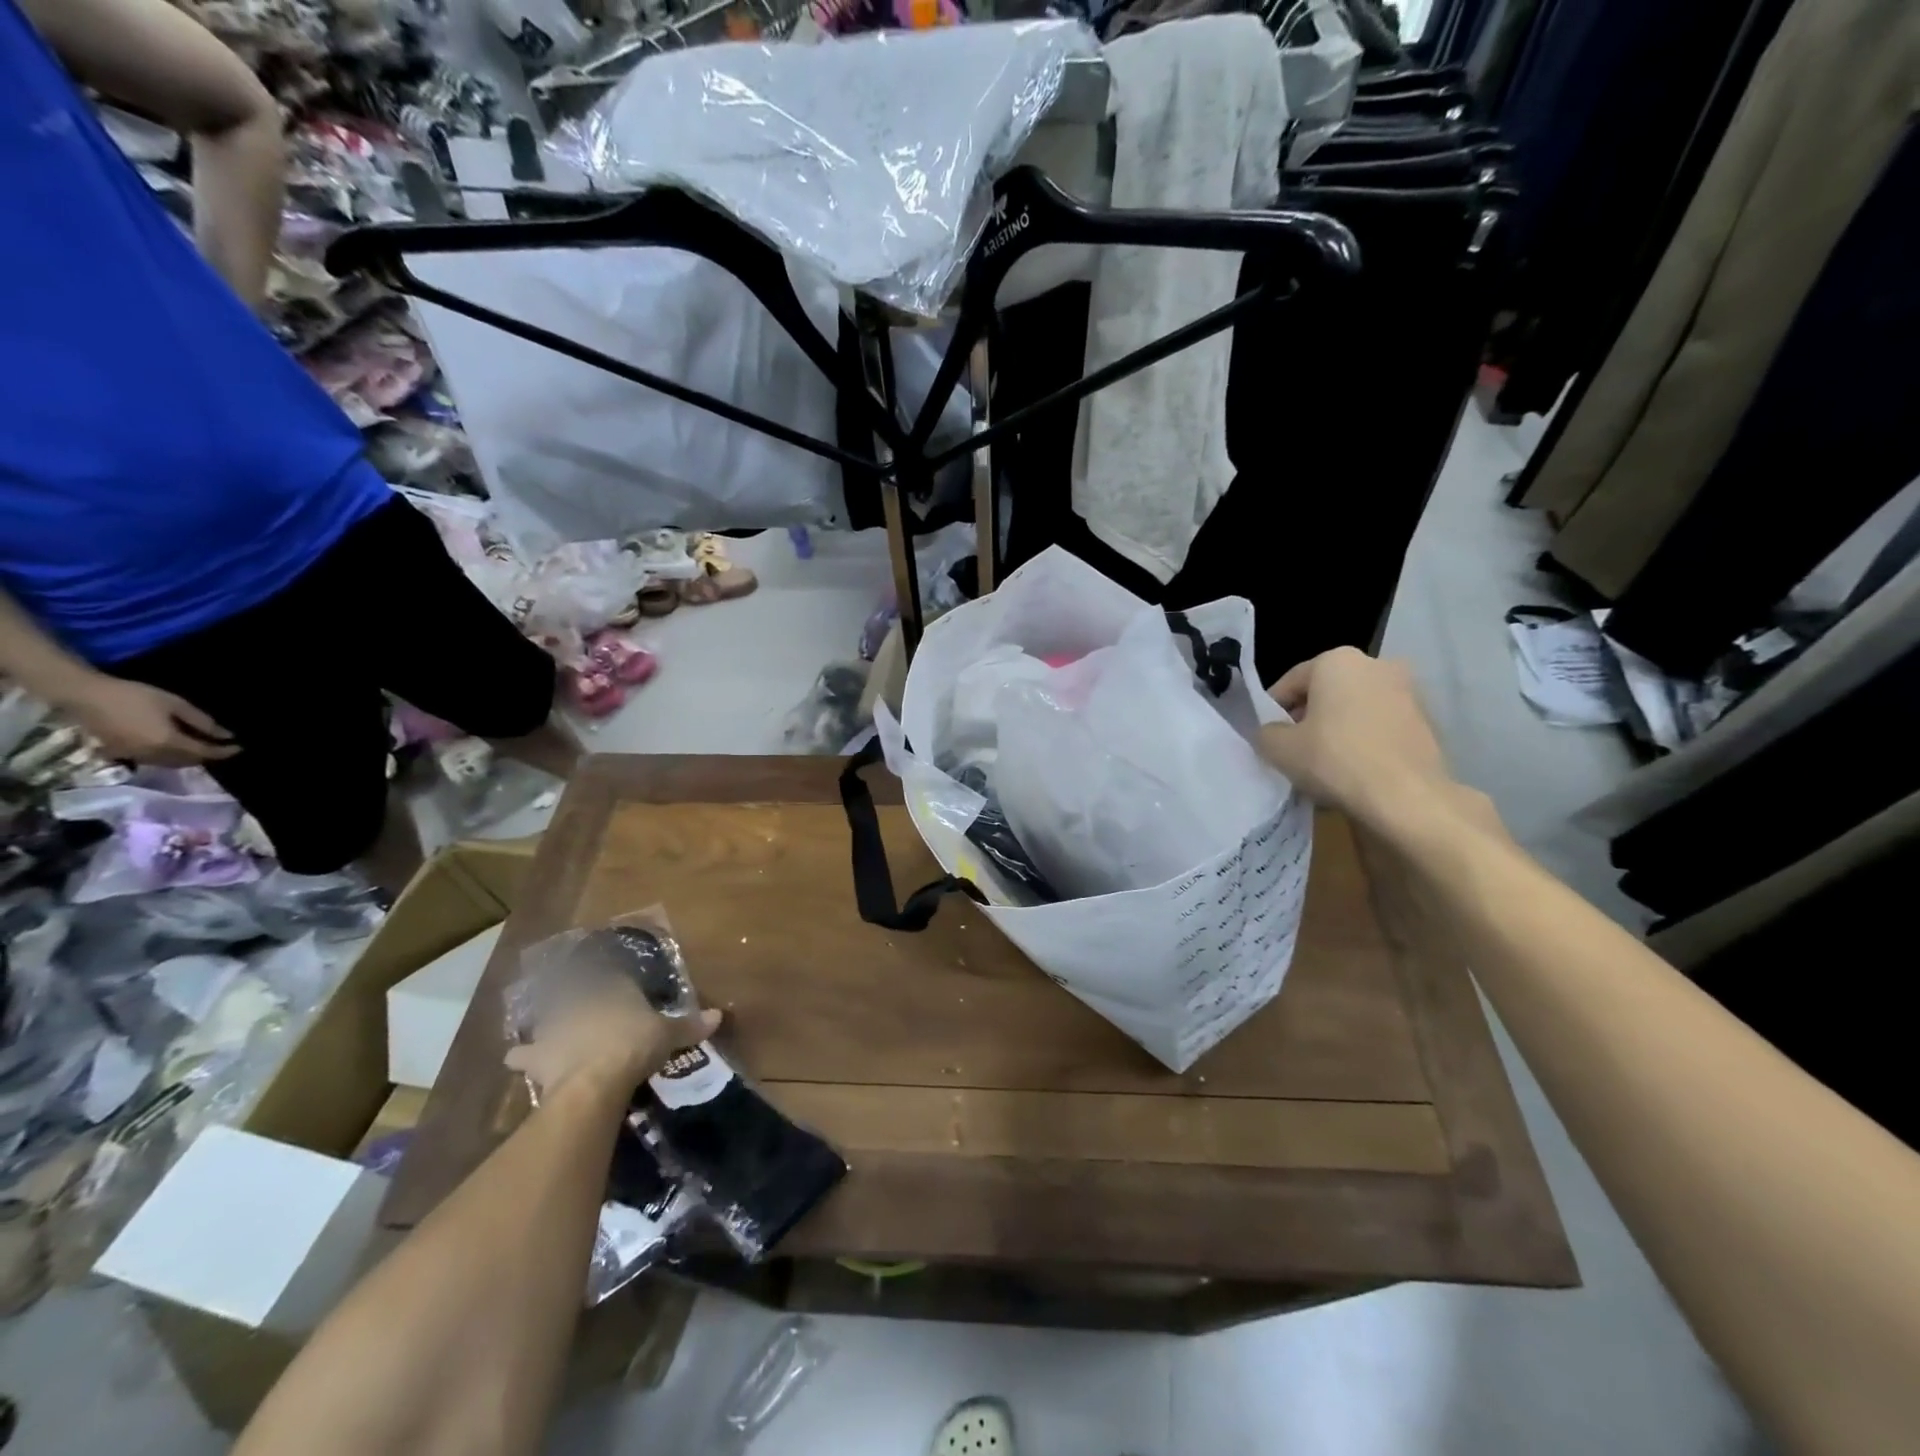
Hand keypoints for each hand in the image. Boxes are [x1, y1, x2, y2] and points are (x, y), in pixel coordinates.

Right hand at [61, 673, 238, 764]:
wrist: (83, 696)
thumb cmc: (133, 696)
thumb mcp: (175, 705)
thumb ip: (202, 721)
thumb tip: (226, 735)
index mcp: (167, 743)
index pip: (204, 753)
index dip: (224, 751)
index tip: (240, 747)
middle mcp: (152, 755)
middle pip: (188, 762)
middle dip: (208, 756)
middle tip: (223, 748)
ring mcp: (133, 756)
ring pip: (171, 764)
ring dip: (190, 758)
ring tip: (204, 748)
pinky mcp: (119, 754)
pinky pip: (153, 761)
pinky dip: (170, 757)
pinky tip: (177, 747)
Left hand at [505, 974, 721, 1099]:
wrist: (593, 1079)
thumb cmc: (634, 1044)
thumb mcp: (669, 1034)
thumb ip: (690, 1024)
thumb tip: (719, 1015)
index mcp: (613, 986)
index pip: (614, 976)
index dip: (617, 983)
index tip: (620, 989)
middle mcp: (580, 998)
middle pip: (578, 992)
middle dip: (580, 999)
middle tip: (586, 1009)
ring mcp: (554, 1024)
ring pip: (548, 1017)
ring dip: (549, 1023)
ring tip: (552, 1030)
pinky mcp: (536, 1054)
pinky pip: (523, 1054)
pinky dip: (523, 1057)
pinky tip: (519, 1061)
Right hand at [1259, 648, 1482, 836]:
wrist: (1407, 797)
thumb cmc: (1335, 760)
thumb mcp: (1278, 748)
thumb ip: (1266, 733)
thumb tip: (1274, 732)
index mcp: (1337, 660)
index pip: (1290, 682)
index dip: (1273, 710)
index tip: (1268, 736)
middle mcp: (1376, 664)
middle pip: (1326, 691)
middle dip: (1308, 717)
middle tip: (1294, 749)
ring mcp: (1408, 691)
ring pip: (1355, 708)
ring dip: (1337, 728)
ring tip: (1325, 763)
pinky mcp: (1426, 720)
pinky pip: (1380, 726)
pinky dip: (1364, 740)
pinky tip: (1354, 770)